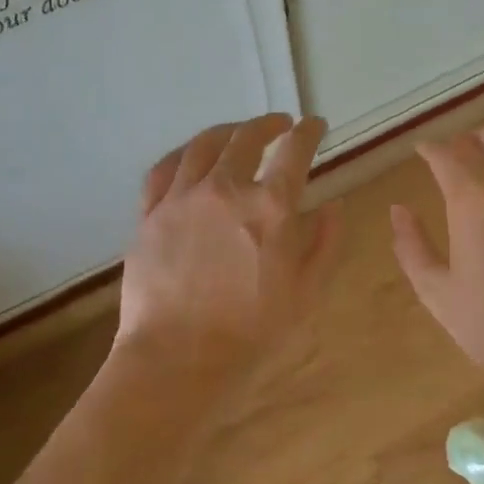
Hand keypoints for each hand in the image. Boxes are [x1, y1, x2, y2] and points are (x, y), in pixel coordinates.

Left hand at [117, 114, 339, 379]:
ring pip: (204, 144)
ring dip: (227, 131)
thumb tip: (333, 205)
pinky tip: (190, 156)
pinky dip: (183, 153)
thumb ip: (324, 243)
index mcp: (271, 207)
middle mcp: (226, 188)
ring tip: (237, 132)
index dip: (309, 131)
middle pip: (247, 136)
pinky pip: (164, 168)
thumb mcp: (306, 292)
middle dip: (269, 123)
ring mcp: (182, 197)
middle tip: (280, 124)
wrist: (178, 360)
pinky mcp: (150, 213)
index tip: (315, 125)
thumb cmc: (251, 332)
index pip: (295, 150)